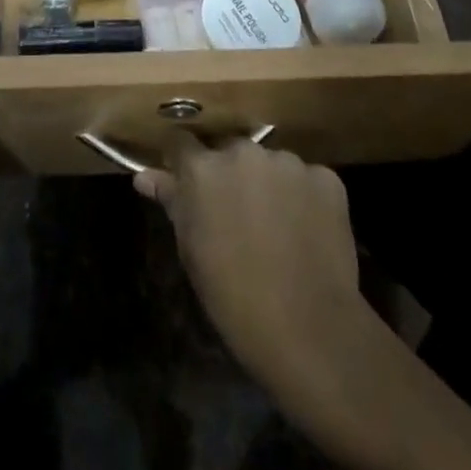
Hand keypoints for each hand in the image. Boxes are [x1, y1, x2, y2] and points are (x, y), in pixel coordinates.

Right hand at [137, 137, 361, 387]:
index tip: (185, 180)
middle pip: (229, 151)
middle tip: (235, 214)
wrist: (308, 327)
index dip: (182, 161)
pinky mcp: (326, 177)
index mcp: (204, 169)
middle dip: (228, 175)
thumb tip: (144, 176)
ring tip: (277, 226)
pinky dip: (303, 197)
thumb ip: (172, 202)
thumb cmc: (234, 297)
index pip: (181, 142)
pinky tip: (306, 231)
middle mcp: (244, 152)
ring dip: (267, 184)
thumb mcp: (192, 251)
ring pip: (269, 164)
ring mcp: (288, 162)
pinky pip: (306, 178)